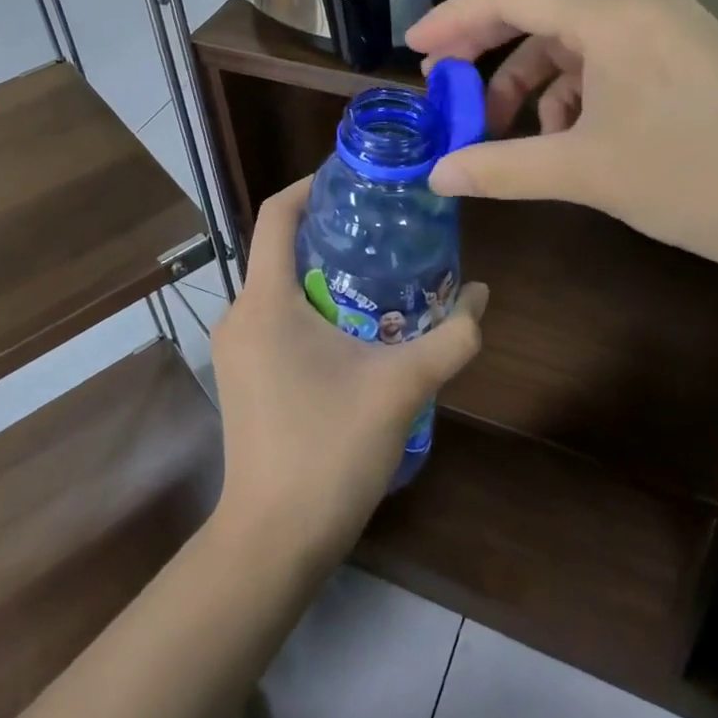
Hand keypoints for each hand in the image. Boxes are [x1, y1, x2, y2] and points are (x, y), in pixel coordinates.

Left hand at [210, 177, 486, 569]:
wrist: (273, 541)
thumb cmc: (329, 451)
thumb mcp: (401, 388)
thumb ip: (452, 339)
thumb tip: (482, 297)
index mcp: (265, 300)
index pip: (276, 214)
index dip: (311, 184)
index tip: (355, 177)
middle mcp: (239, 313)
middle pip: (281, 246)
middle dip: (331, 230)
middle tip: (385, 224)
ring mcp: (234, 346)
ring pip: (279, 284)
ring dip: (325, 271)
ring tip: (380, 270)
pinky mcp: (242, 373)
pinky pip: (274, 315)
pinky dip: (311, 304)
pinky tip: (355, 323)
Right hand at [406, 0, 717, 287]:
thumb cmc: (700, 177)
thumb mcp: (588, 172)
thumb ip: (502, 168)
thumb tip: (436, 176)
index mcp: (613, 14)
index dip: (454, 21)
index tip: (414, 52)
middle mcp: (641, 7)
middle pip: (541, 17)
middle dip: (490, 58)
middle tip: (450, 97)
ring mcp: (673, 31)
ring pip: (578, 46)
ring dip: (537, 86)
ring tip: (520, 139)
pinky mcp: (693, 60)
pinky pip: (614, 64)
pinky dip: (580, 96)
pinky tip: (577, 141)